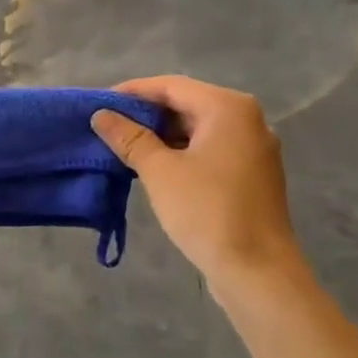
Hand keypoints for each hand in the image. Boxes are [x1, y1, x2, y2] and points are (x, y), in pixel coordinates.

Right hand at [91, 76, 297, 289]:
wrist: (257, 271)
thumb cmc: (206, 211)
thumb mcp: (160, 172)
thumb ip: (130, 138)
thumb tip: (102, 115)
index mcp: (228, 108)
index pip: (171, 86)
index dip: (133, 92)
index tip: (100, 104)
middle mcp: (247, 120)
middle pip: (187, 104)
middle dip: (147, 115)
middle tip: (109, 127)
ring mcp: (253, 148)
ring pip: (198, 130)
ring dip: (162, 136)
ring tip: (124, 148)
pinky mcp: (252, 175)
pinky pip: (210, 150)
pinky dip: (182, 153)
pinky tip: (155, 168)